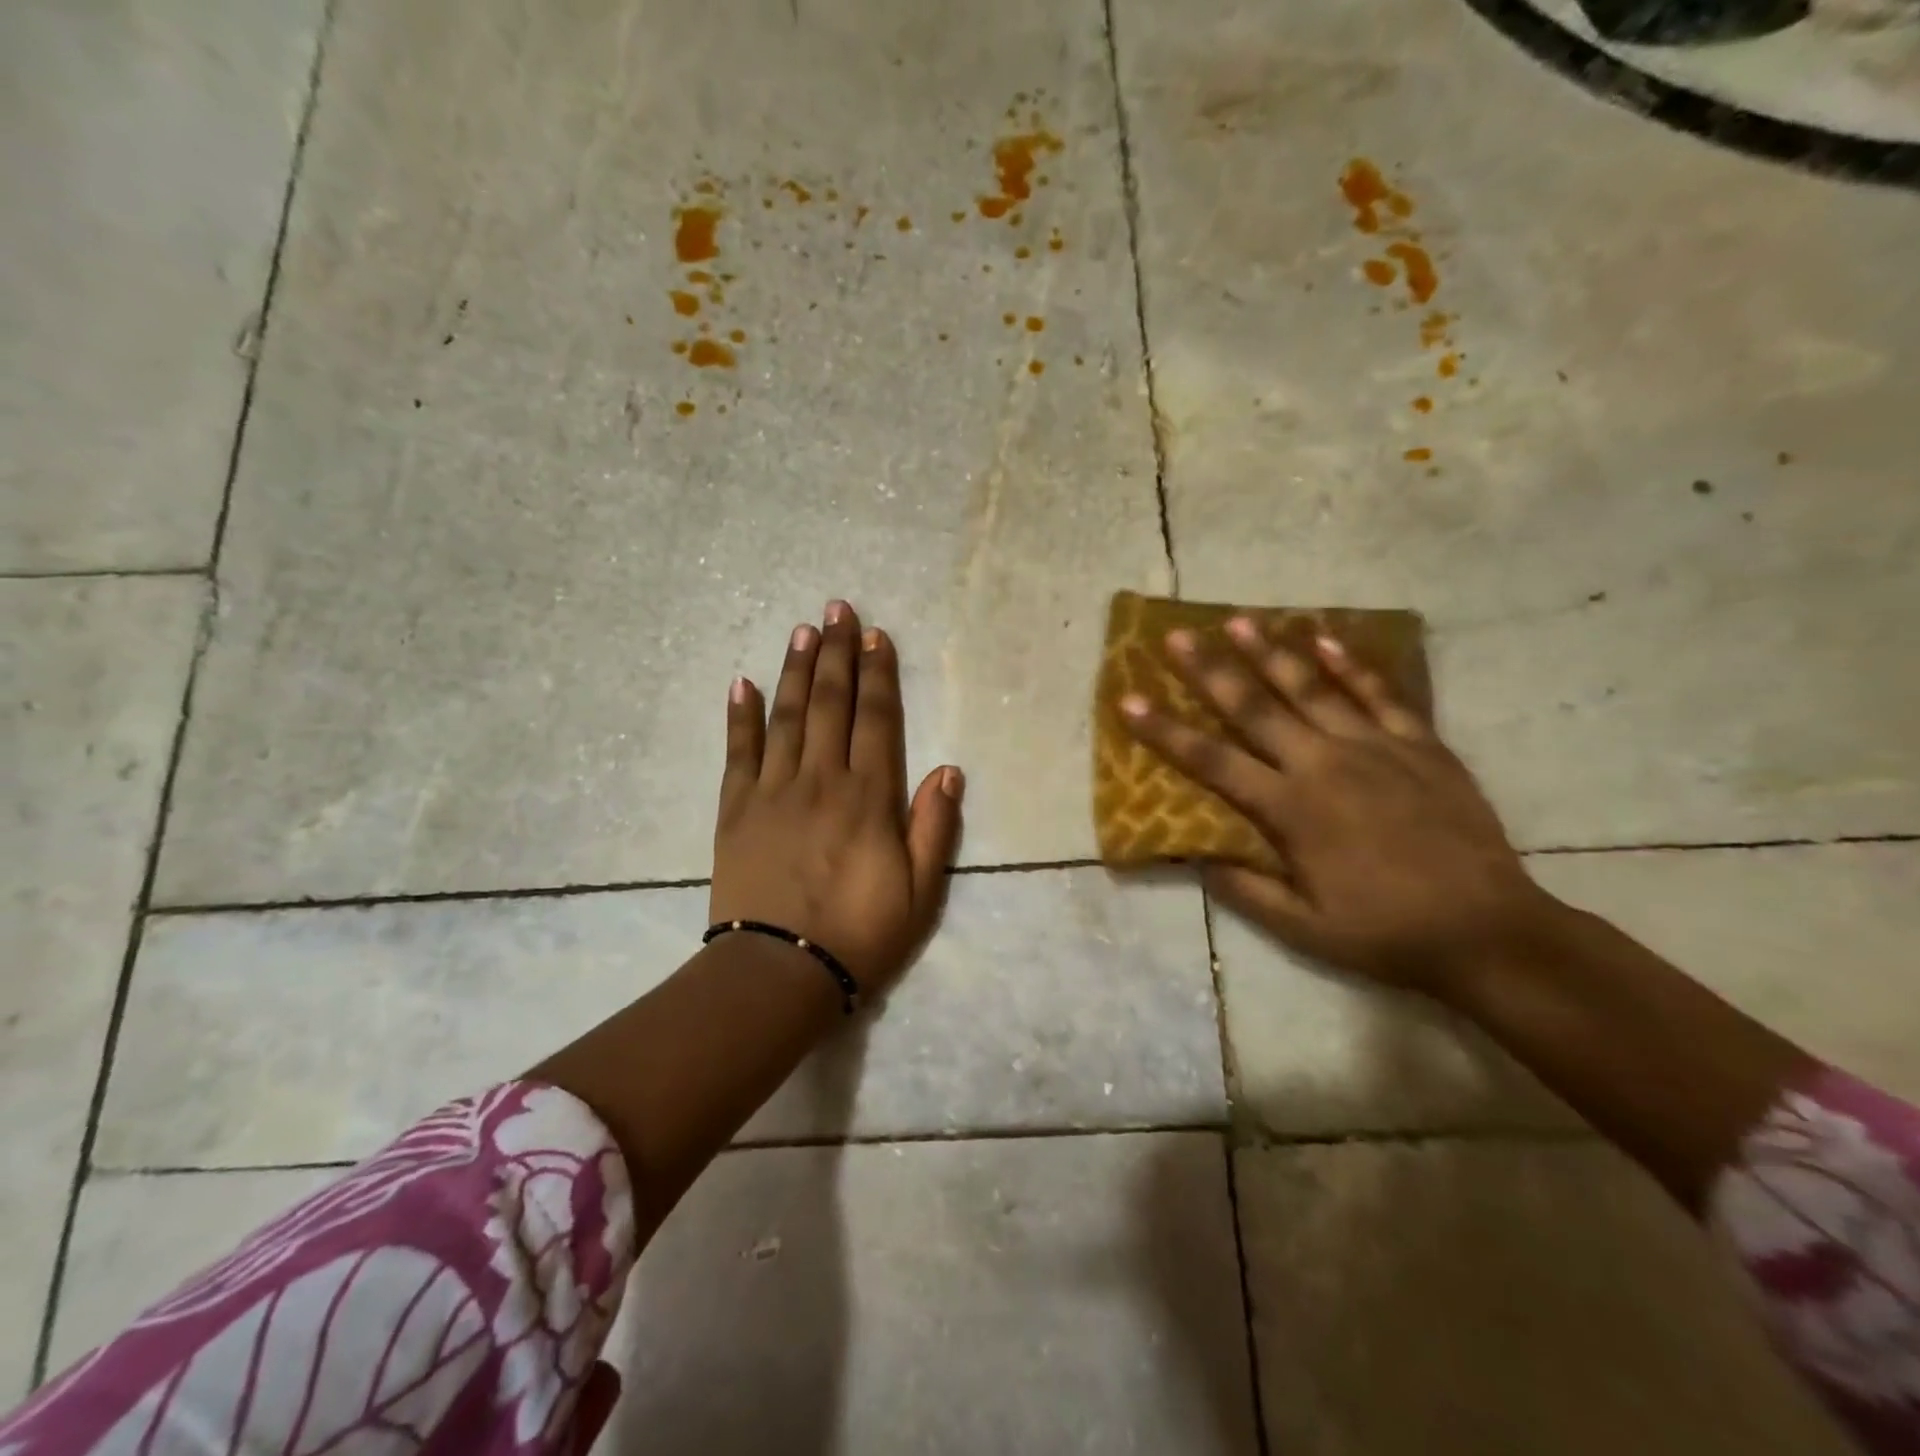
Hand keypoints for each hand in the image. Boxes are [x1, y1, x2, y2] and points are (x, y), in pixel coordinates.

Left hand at [711, 600, 964, 994]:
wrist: (780, 972)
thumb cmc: (860, 934)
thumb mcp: (920, 891)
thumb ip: (934, 826)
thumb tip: (949, 768)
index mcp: (869, 797)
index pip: (877, 719)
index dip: (879, 674)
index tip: (876, 636)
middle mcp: (822, 779)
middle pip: (831, 702)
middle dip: (837, 652)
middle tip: (838, 609)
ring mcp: (773, 790)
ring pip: (787, 715)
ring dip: (796, 669)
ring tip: (802, 630)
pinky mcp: (735, 808)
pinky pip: (738, 751)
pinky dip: (741, 715)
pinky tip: (742, 682)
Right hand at [1119, 618, 1555, 995]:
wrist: (1488, 931)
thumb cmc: (1385, 933)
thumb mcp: (1302, 929)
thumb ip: (1245, 889)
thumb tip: (1196, 856)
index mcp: (1291, 809)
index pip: (1211, 759)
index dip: (1165, 730)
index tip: (1130, 700)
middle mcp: (1324, 764)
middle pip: (1255, 707)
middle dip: (1210, 669)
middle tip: (1177, 636)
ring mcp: (1375, 748)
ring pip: (1312, 687)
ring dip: (1271, 652)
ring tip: (1239, 620)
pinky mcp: (1420, 744)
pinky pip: (1380, 693)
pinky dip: (1351, 664)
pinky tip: (1325, 638)